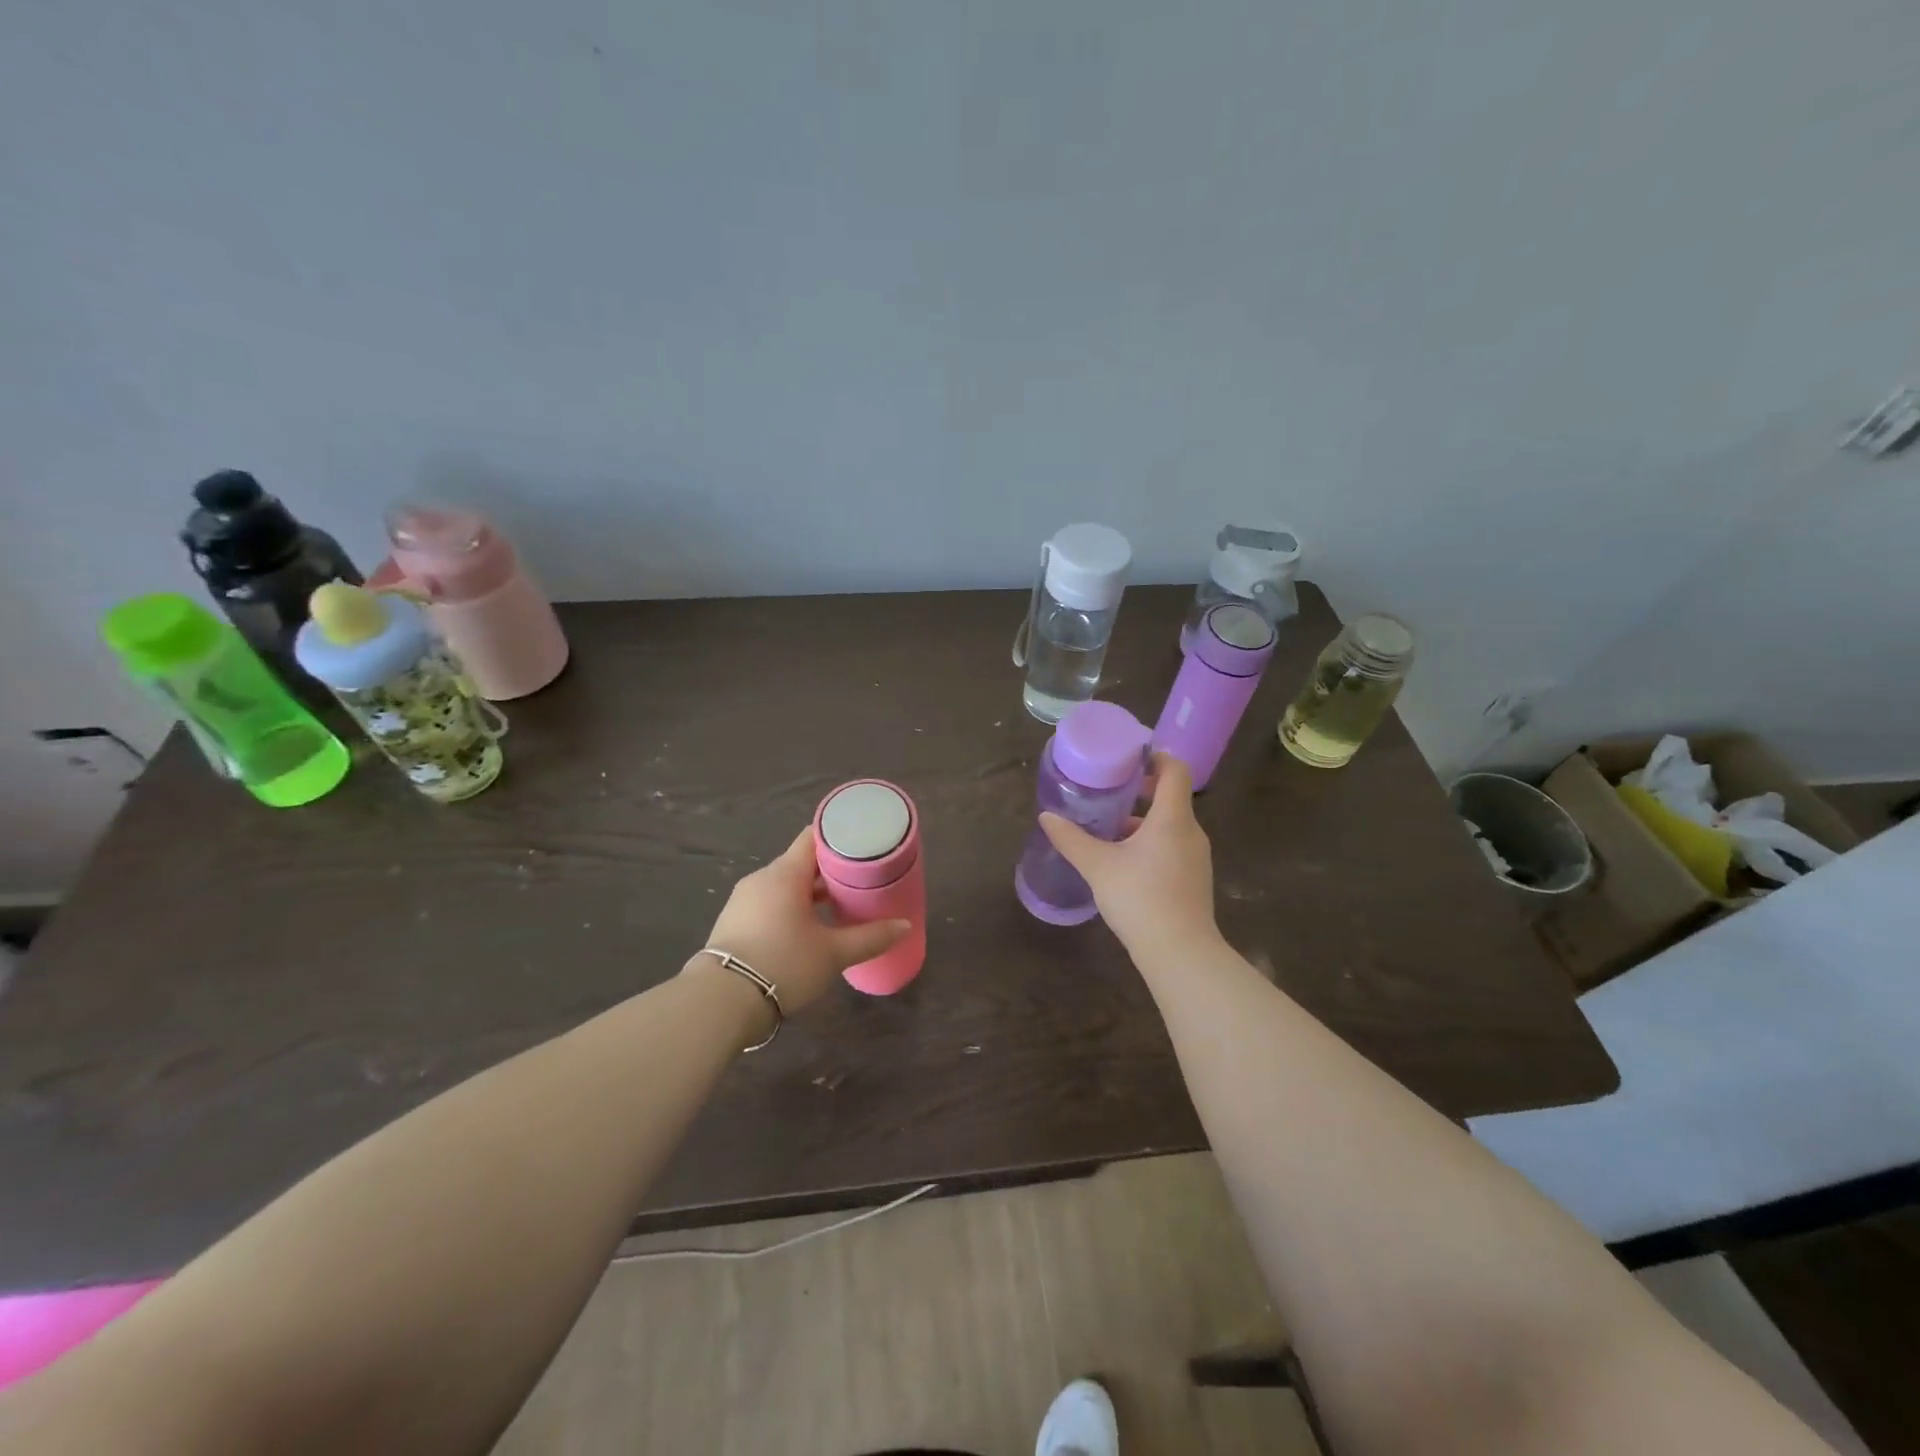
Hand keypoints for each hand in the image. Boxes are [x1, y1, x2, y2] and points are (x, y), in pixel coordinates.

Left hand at [692, 827, 909, 1012]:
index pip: (813, 838)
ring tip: (837, 909)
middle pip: (800, 862)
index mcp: (785, 874)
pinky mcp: (733, 922)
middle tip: (859, 883)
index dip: (840, 838)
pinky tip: (806, 930)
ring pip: (784, 886)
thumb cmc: (783, 964)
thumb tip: (905, 926)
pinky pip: (768, 903)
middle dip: (829, 872)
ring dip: (809, 894)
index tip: (863, 846)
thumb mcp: (833, 954)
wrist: (721, 1003)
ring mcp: (743, 900)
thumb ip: (870, 937)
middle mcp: (761, 879)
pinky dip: (789, 909)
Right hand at [1040, 752, 1220, 958]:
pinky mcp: (1194, 879)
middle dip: (1140, 792)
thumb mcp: (1098, 867)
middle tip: (1108, 793)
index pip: (1175, 770)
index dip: (1155, 758)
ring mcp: (1196, 857)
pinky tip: (1124, 863)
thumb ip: (1071, 839)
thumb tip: (1046, 817)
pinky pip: (1173, 847)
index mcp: (1172, 818)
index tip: (1129, 760)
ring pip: (1170, 825)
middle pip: (1171, 797)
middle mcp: (1190, 832)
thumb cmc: (1140, 899)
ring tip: (1109, 830)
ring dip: (1142, 821)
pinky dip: (1151, 843)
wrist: (1180, 954)